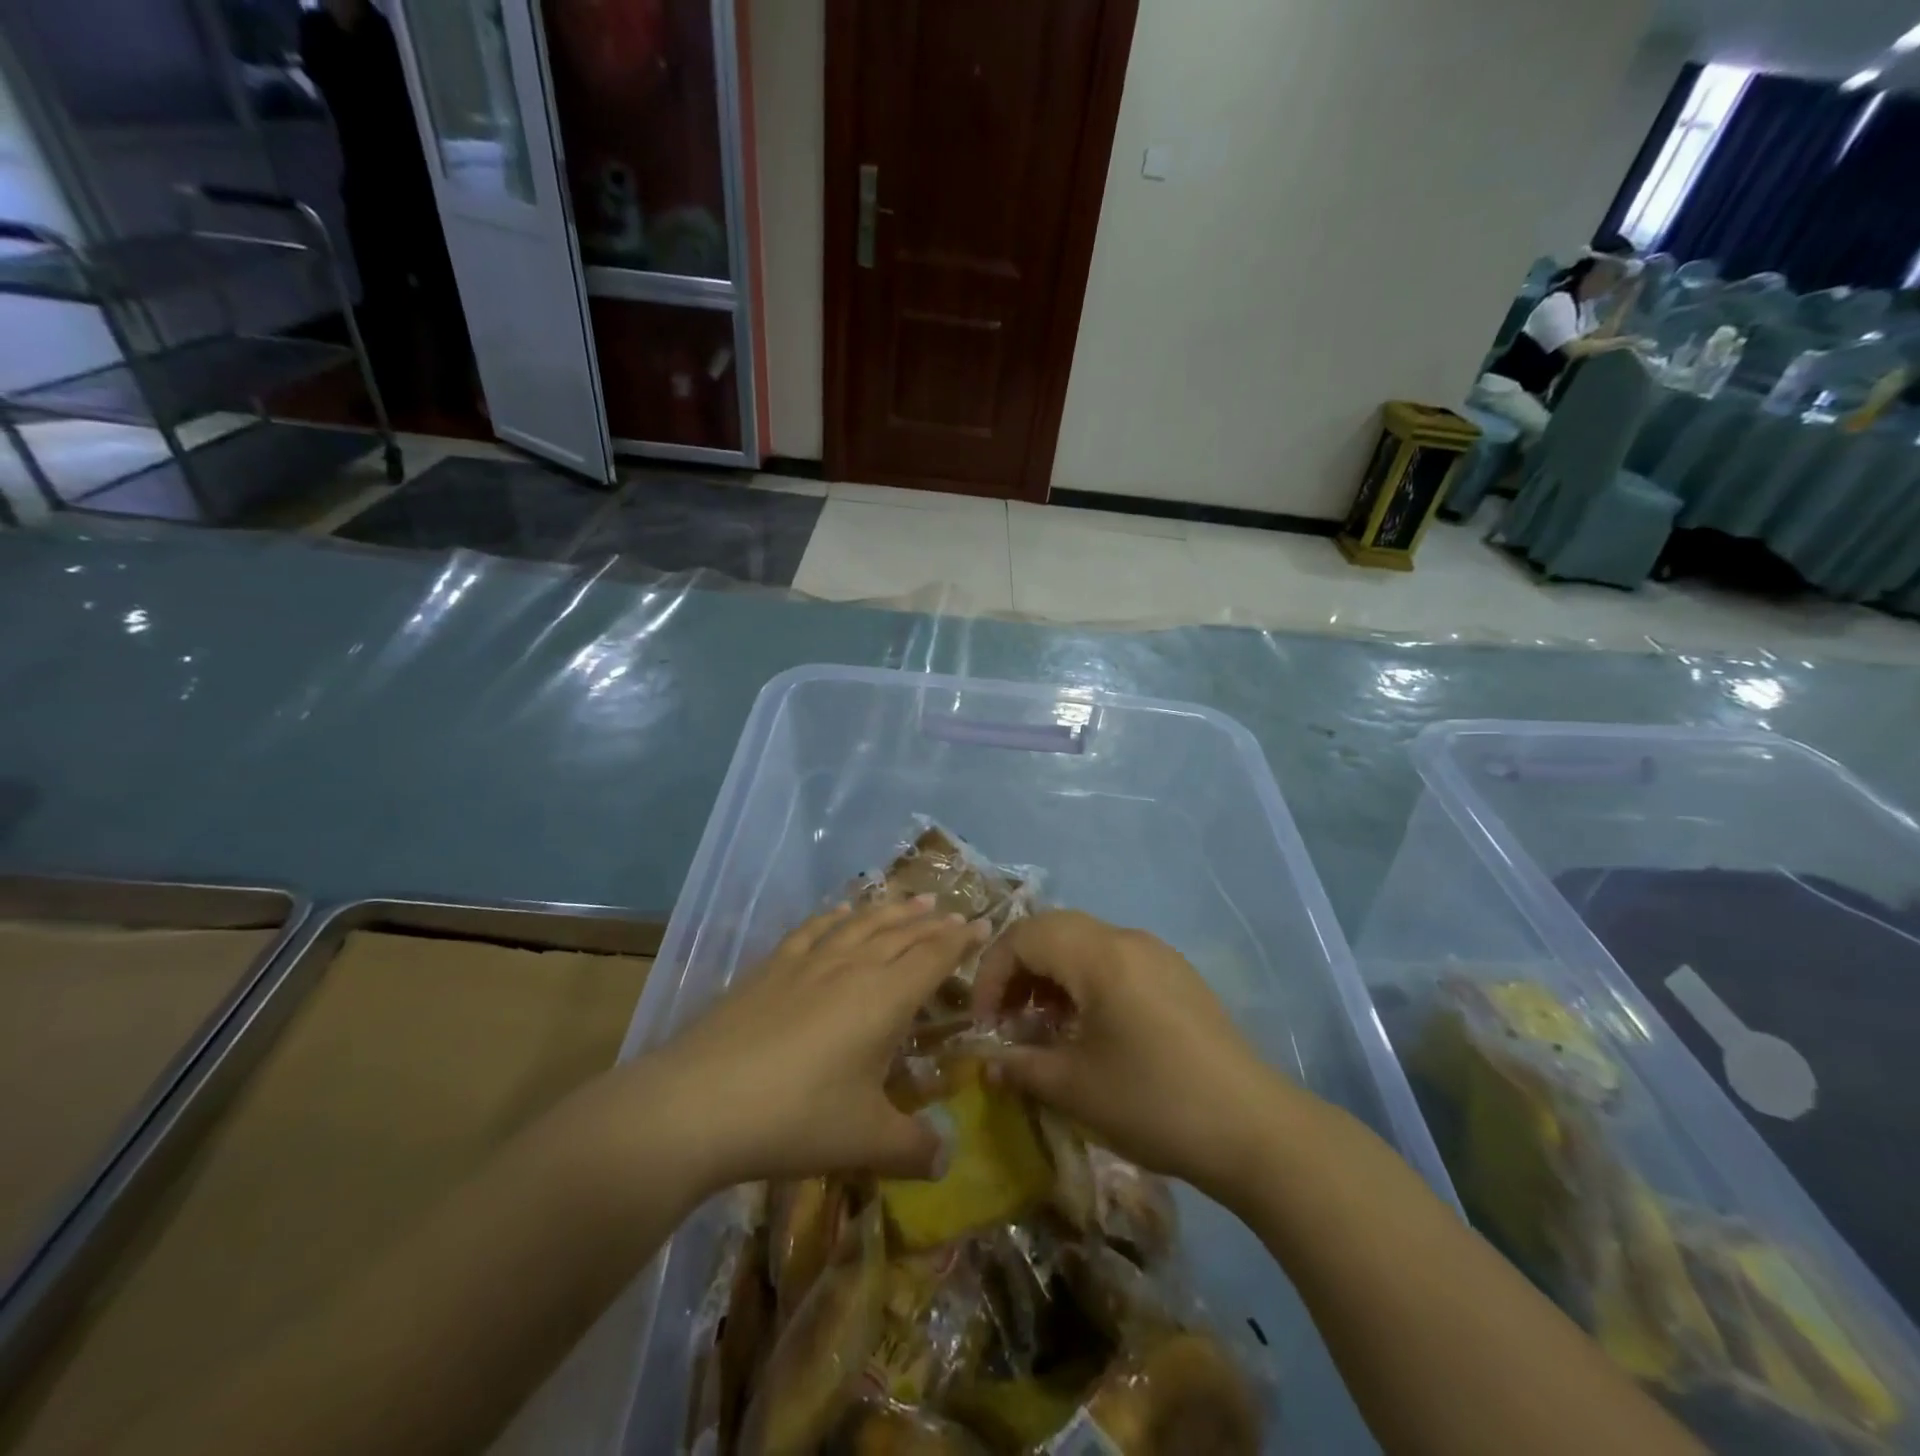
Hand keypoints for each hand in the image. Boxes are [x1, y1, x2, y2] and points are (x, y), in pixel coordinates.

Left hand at [636, 898, 985, 1190]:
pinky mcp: (772, 966)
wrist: (699, 1103)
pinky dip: (837, 915)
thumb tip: (948, 1158)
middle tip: (955, 912)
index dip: (961, 940)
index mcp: (885, 998)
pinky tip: (842, 910)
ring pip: (862, 922)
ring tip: (914, 900)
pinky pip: (815, 928)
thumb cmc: (796, 1119)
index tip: (983, 924)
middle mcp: (853, 966)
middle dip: (933, 922)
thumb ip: (915, 1148)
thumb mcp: (865, 1142)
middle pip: (903, 932)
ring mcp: (809, 961)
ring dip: (893, 909)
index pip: (934, 956)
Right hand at [970, 911, 1300, 1200]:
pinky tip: (1087, 1026)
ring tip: (1041, 1024)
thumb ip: (1020, 1066)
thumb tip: (985, 1063)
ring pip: (1084, 943)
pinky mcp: (1176, 976)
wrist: (1254, 1129)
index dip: (991, 974)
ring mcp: (1157, 954)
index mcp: (1099, 955)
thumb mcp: (1075, 1087)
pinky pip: (1114, 959)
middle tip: (1005, 1017)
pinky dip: (1084, 980)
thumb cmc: (1154, 1102)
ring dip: (1052, 974)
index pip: (1024, 937)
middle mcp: (1127, 939)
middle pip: (1053, 930)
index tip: (983, 1024)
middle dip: (1018, 968)